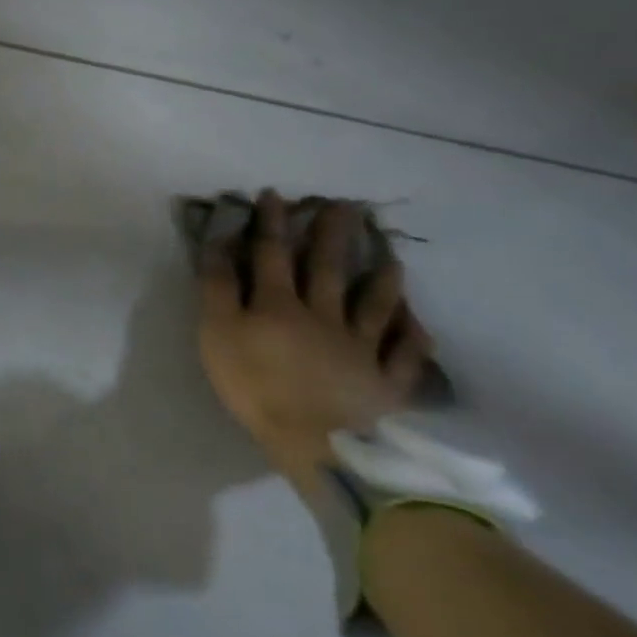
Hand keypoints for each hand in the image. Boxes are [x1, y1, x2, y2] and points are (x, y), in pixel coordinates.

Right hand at [196, 191, 431, 494]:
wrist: (314, 442)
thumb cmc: (254, 384)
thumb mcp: (217, 332)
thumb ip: (218, 287)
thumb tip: (222, 243)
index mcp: (279, 303)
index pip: (272, 253)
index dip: (271, 223)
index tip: (274, 195)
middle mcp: (324, 316)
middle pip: (327, 269)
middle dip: (332, 236)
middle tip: (346, 207)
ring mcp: (360, 348)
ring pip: (374, 306)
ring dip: (381, 279)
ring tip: (390, 257)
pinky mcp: (385, 382)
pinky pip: (403, 355)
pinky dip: (413, 337)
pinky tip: (419, 323)